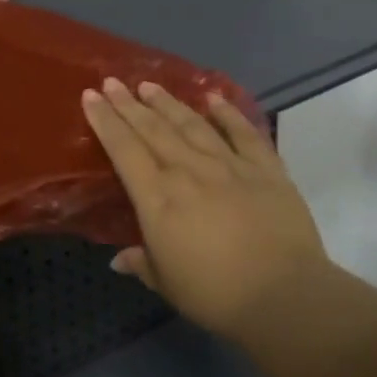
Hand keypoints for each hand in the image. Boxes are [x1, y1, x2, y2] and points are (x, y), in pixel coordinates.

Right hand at [82, 78, 329, 341]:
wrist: (285, 294)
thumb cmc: (215, 294)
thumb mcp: (167, 283)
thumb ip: (142, 263)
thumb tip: (119, 259)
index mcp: (158, 197)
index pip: (123, 149)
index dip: (105, 121)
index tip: (91, 95)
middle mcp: (188, 171)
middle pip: (153, 129)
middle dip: (129, 104)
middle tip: (113, 81)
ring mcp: (229, 165)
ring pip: (192, 124)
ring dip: (168, 103)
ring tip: (150, 85)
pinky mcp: (266, 169)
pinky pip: (243, 133)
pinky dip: (228, 113)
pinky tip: (214, 98)